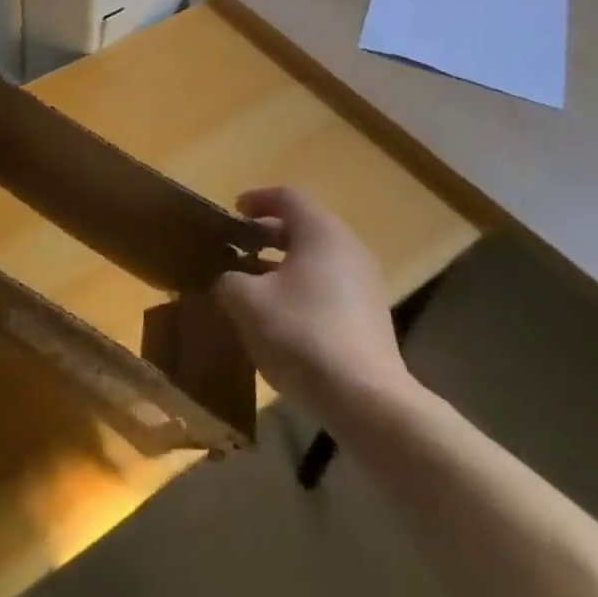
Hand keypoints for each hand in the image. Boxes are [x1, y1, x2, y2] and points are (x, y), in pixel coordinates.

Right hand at [215, 188, 417, 417]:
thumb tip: (229, 279)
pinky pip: (328, 285)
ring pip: (316, 259)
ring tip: (251, 283)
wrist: (365, 399)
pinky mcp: (369, 316)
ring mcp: (364, 283)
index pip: (288, 197)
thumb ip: (230, 280)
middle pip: (304, 226)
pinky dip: (300, 287)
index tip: (233, 212)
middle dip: (267, 234)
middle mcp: (348, 248)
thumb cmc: (301, 334)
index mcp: (321, 232)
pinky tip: (278, 315)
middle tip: (237, 247)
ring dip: (282, 264)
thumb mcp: (247, 302)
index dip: (257, 199)